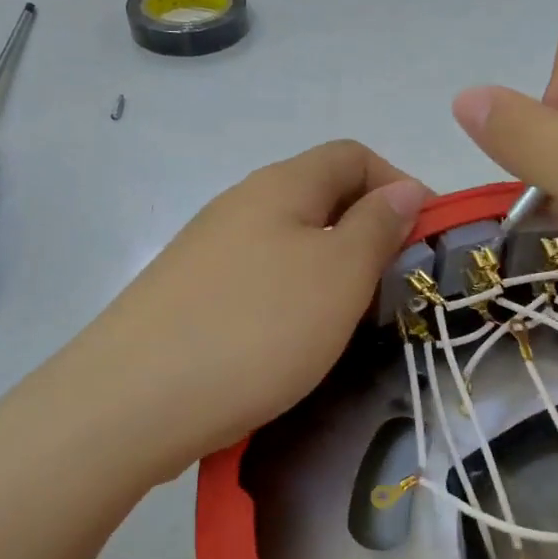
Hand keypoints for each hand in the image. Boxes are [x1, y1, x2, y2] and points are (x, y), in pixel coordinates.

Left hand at [74, 140, 427, 476]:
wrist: (130, 403)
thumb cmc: (255, 329)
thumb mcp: (337, 275)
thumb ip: (376, 227)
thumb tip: (403, 191)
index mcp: (280, 186)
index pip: (352, 155)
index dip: (398, 183)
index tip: (427, 237)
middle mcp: (240, 205)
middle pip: (320, 197)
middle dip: (368, 231)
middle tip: (395, 284)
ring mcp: (208, 252)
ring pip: (290, 243)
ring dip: (331, 270)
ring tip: (352, 319)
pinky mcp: (190, 297)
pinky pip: (259, 281)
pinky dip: (293, 299)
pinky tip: (295, 343)